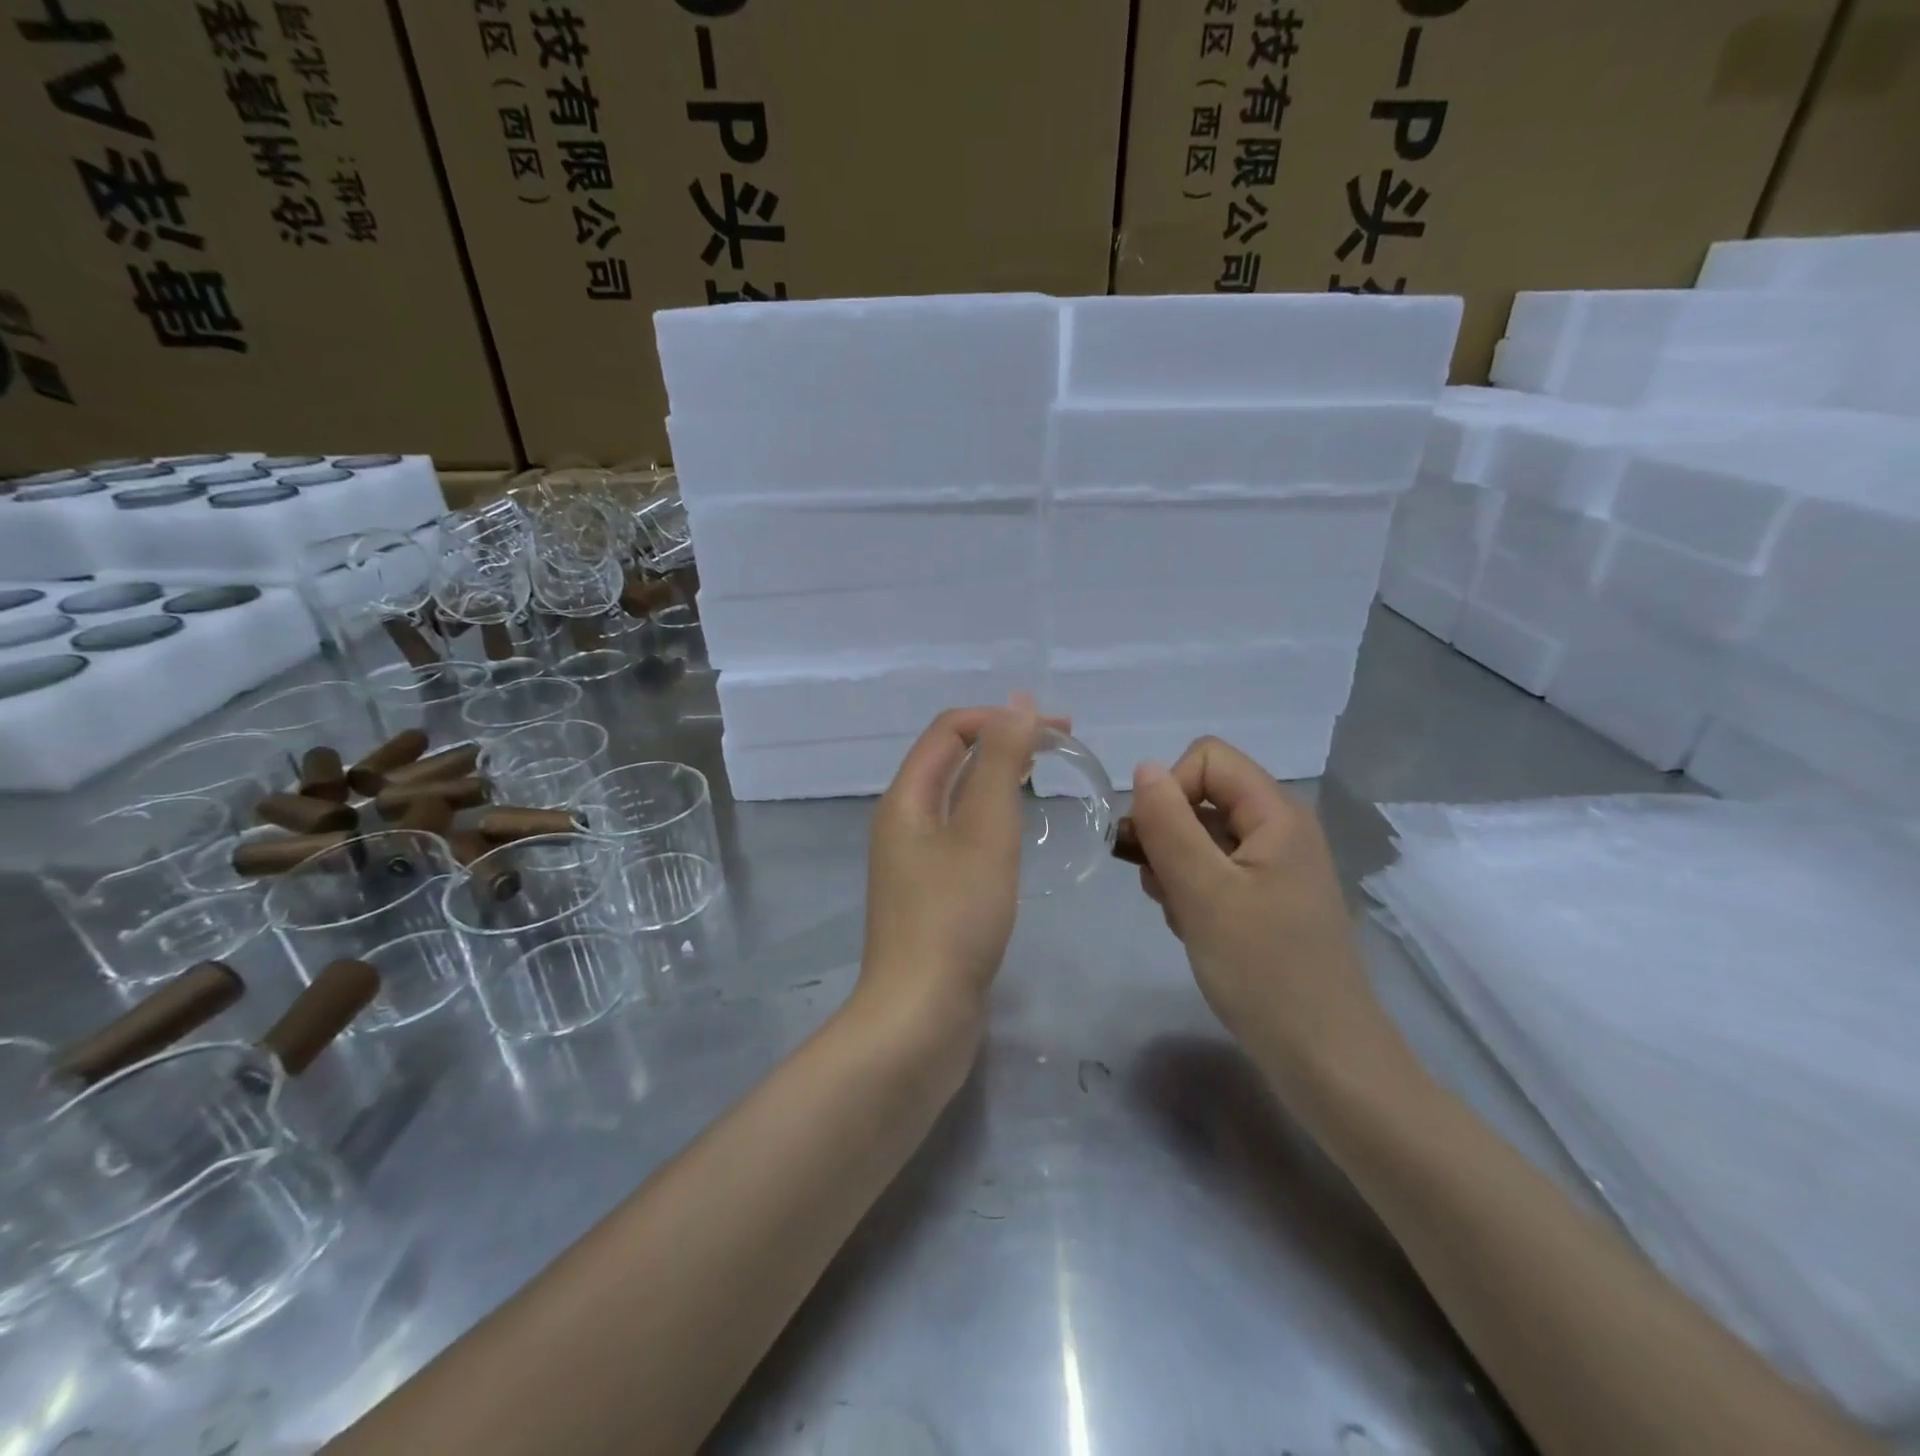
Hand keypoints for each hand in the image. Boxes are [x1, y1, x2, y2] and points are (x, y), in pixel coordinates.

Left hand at [858, 695, 1060, 1031]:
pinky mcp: (930, 896)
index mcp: (906, 799)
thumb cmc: (955, 917)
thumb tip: (1016, 702)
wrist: (920, 1018)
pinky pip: (962, 837)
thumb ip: (1000, 763)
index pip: (950, 730)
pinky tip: (1021, 836)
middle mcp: (902, 823)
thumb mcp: (985, 831)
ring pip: (958, 801)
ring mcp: (913, 862)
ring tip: (1044, 780)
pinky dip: (993, 820)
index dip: (1001, 718)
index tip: (1057, 730)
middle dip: (1004, 743)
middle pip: (952, 761)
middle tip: (1062, 748)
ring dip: (999, 780)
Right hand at [1128, 737, 1392, 1088]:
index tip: (1156, 843)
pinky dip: (1191, 892)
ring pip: (1201, 836)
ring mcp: (1274, 866)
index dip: (1170, 789)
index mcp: (1276, 814)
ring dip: (1174, 868)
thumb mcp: (1204, 892)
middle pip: (1202, 795)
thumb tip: (1143, 769)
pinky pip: (1214, 871)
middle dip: (1167, 834)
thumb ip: (1168, 823)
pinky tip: (1192, 929)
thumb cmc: (1264, 971)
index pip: (1206, 758)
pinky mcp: (1266, 899)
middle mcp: (1279, 829)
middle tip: (1161, 886)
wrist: (1325, 1060)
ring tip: (1178, 914)